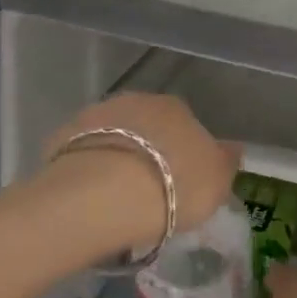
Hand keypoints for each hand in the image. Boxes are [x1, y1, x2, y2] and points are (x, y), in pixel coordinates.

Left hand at [44, 93, 240, 235]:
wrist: (103, 195)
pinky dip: (89, 169)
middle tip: (149, 189)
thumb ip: (225, 162)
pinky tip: (89, 197)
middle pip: (147, 126)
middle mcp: (138, 101)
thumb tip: (233, 148)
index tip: (181, 182)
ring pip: (114, 137)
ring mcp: (97, 115)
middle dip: (149, 150)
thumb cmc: (172, 187)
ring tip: (116, 197)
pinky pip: (84, 154)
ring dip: (118, 157)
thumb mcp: (216, 182)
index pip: (186, 125)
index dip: (184, 153)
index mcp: (177, 108)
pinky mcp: (63, 137)